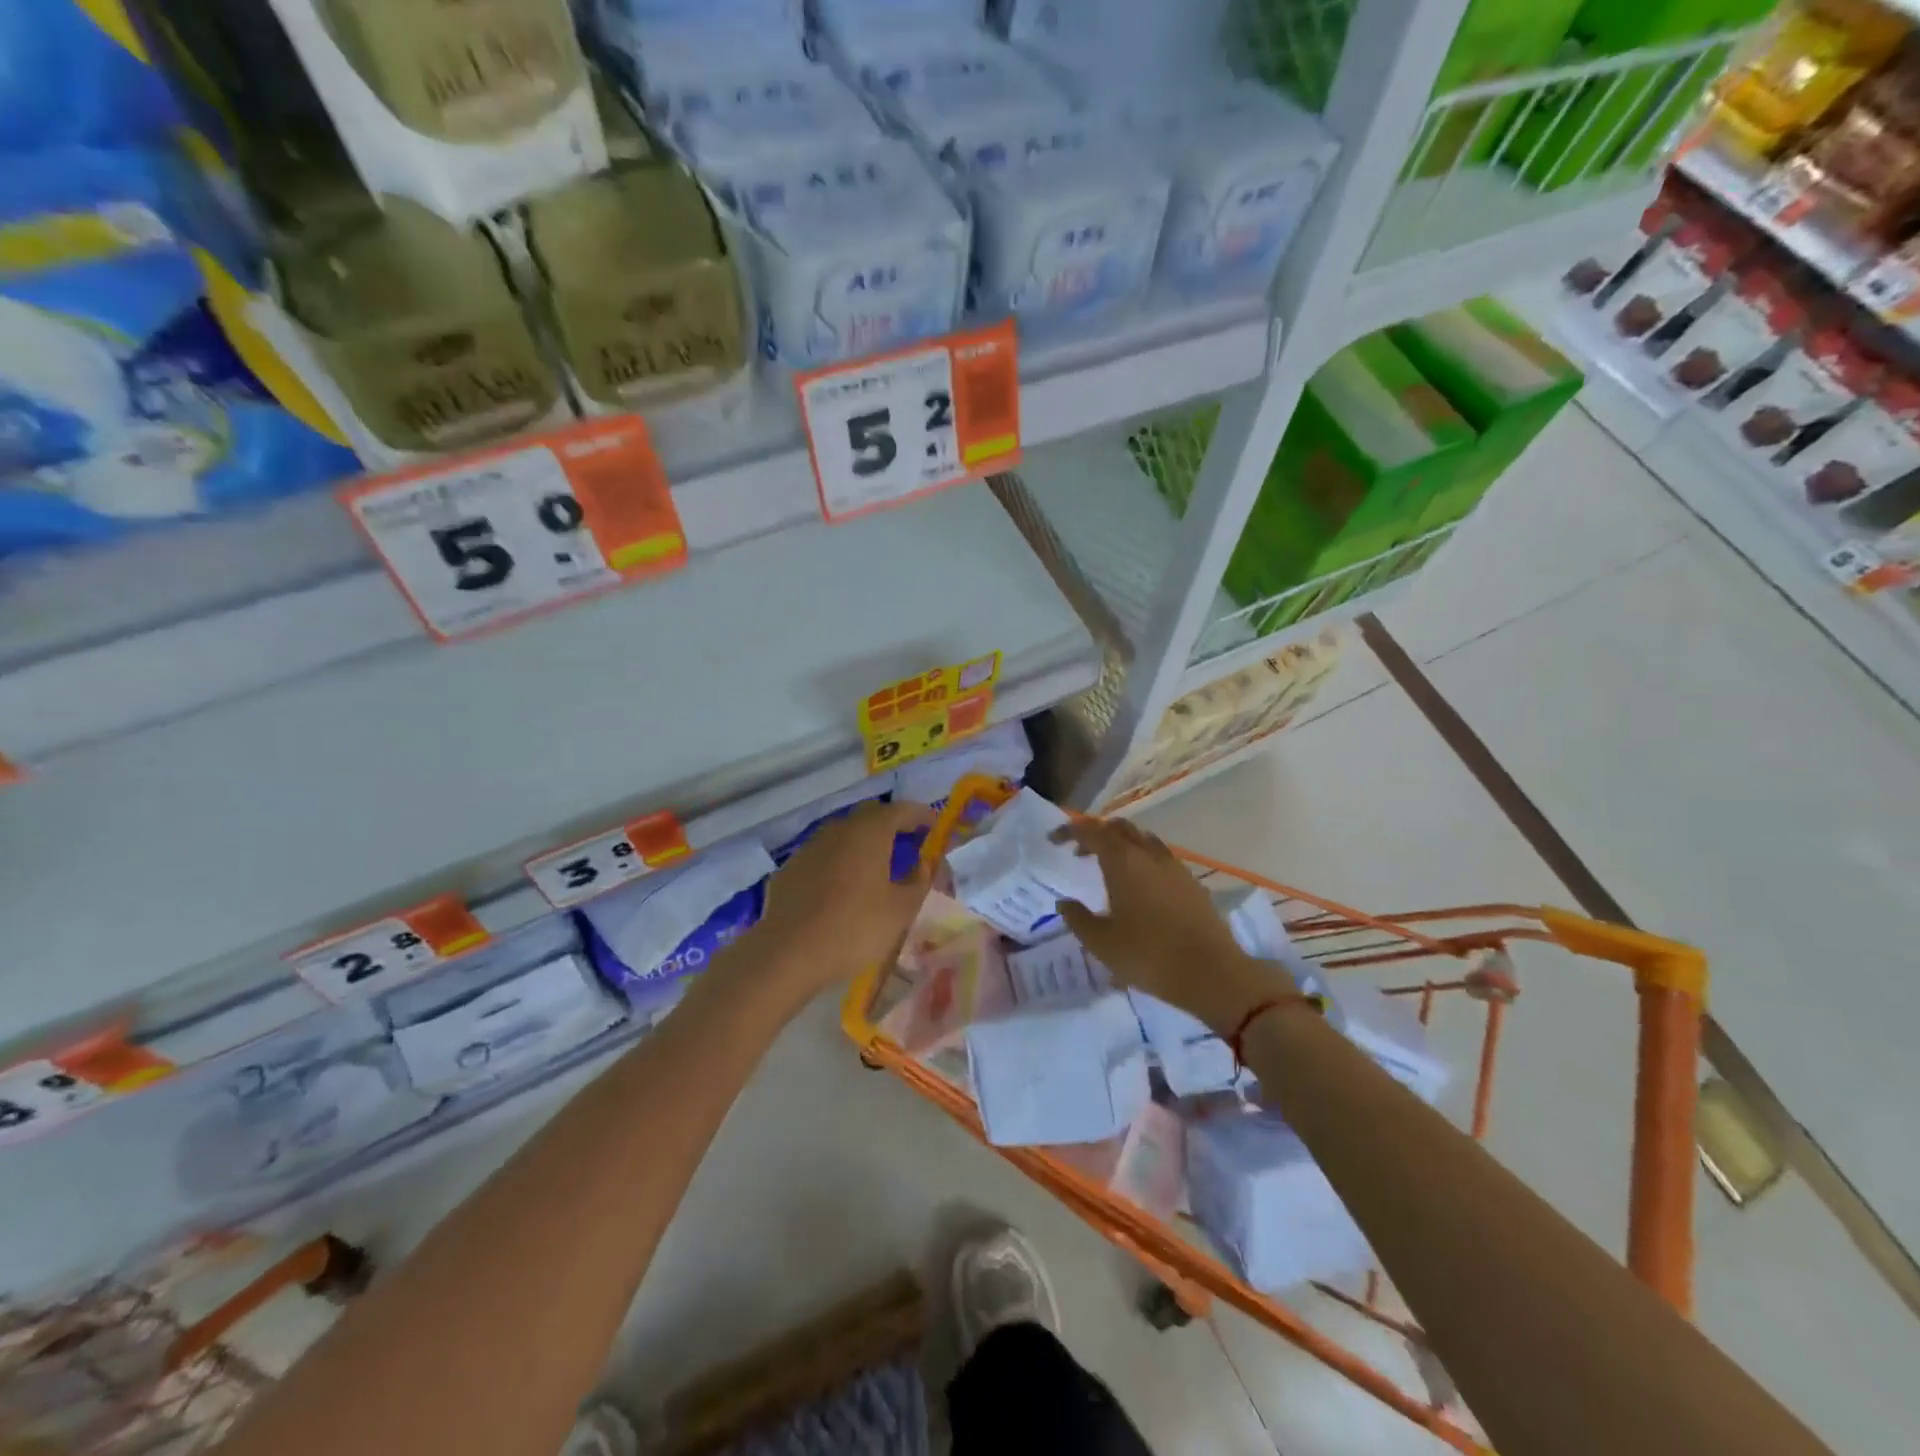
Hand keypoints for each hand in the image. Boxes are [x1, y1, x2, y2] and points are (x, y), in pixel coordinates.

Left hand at [744, 799, 936, 1001]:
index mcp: (869, 833)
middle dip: (891, 825)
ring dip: (863, 843)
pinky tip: (842, 886)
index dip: (921, 815)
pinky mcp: (789, 870)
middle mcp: (838, 830)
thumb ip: (918, 882)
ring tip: (877, 865)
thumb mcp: (900, 910)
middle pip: (870, 816)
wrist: (787, 953)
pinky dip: (839, 862)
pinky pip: (822, 857)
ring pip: (843, 835)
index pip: (901, 810)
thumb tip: (922, 864)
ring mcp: (809, 848)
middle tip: (909, 842)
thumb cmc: (854, 928)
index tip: (936, 824)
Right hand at [1052, 820, 1284, 1033]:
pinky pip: (1160, 857)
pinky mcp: (1191, 883)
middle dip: (1097, 834)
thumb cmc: (1149, 956)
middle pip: (1120, 828)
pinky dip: (1142, 859)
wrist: (1213, 974)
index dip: (1070, 831)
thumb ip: (1078, 918)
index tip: (1054, 841)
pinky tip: (1138, 887)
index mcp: (1123, 862)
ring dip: (1122, 844)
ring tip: (1108, 867)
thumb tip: (1065, 902)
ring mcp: (1174, 867)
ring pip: (1143, 839)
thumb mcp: (1102, 943)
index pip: (1092, 831)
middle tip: (1080, 853)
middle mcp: (1149, 855)